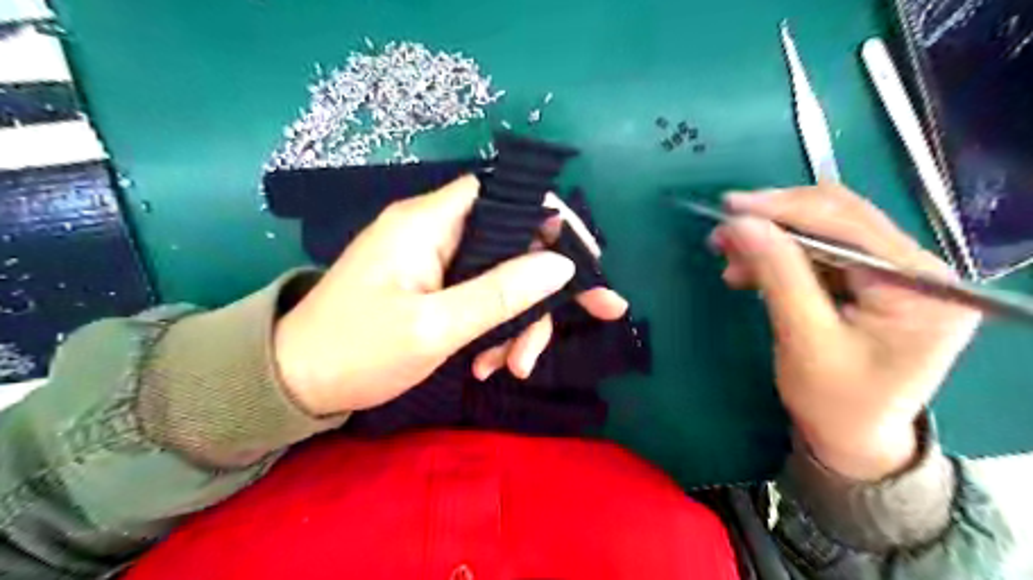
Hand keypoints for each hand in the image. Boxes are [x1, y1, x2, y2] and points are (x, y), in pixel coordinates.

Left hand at [273, 177, 623, 417]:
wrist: (294, 383)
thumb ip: (500, 293)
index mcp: (429, 223)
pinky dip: (494, 330)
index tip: (586, 261)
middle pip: (513, 244)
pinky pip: (482, 299)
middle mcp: (437, 232)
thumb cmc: (356, 351)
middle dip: (541, 293)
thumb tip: (562, 265)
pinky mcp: (435, 287)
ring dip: (516, 323)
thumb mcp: (434, 326)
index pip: (506, 196)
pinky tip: (488, 365)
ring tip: (509, 368)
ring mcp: (436, 261)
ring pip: (502, 278)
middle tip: (568, 333)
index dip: (552, 219)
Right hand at [715, 183, 978, 480]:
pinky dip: (781, 255)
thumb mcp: (803, 340)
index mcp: (920, 287)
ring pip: (826, 230)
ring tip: (731, 257)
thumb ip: (777, 275)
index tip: (730, 207)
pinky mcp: (874, 280)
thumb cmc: (834, 401)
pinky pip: (822, 251)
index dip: (785, 210)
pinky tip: (752, 269)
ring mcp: (898, 272)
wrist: (853, 437)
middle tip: (723, 234)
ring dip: (773, 238)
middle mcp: (919, 268)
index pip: (848, 226)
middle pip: (840, 219)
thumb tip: (741, 224)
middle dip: (775, 222)